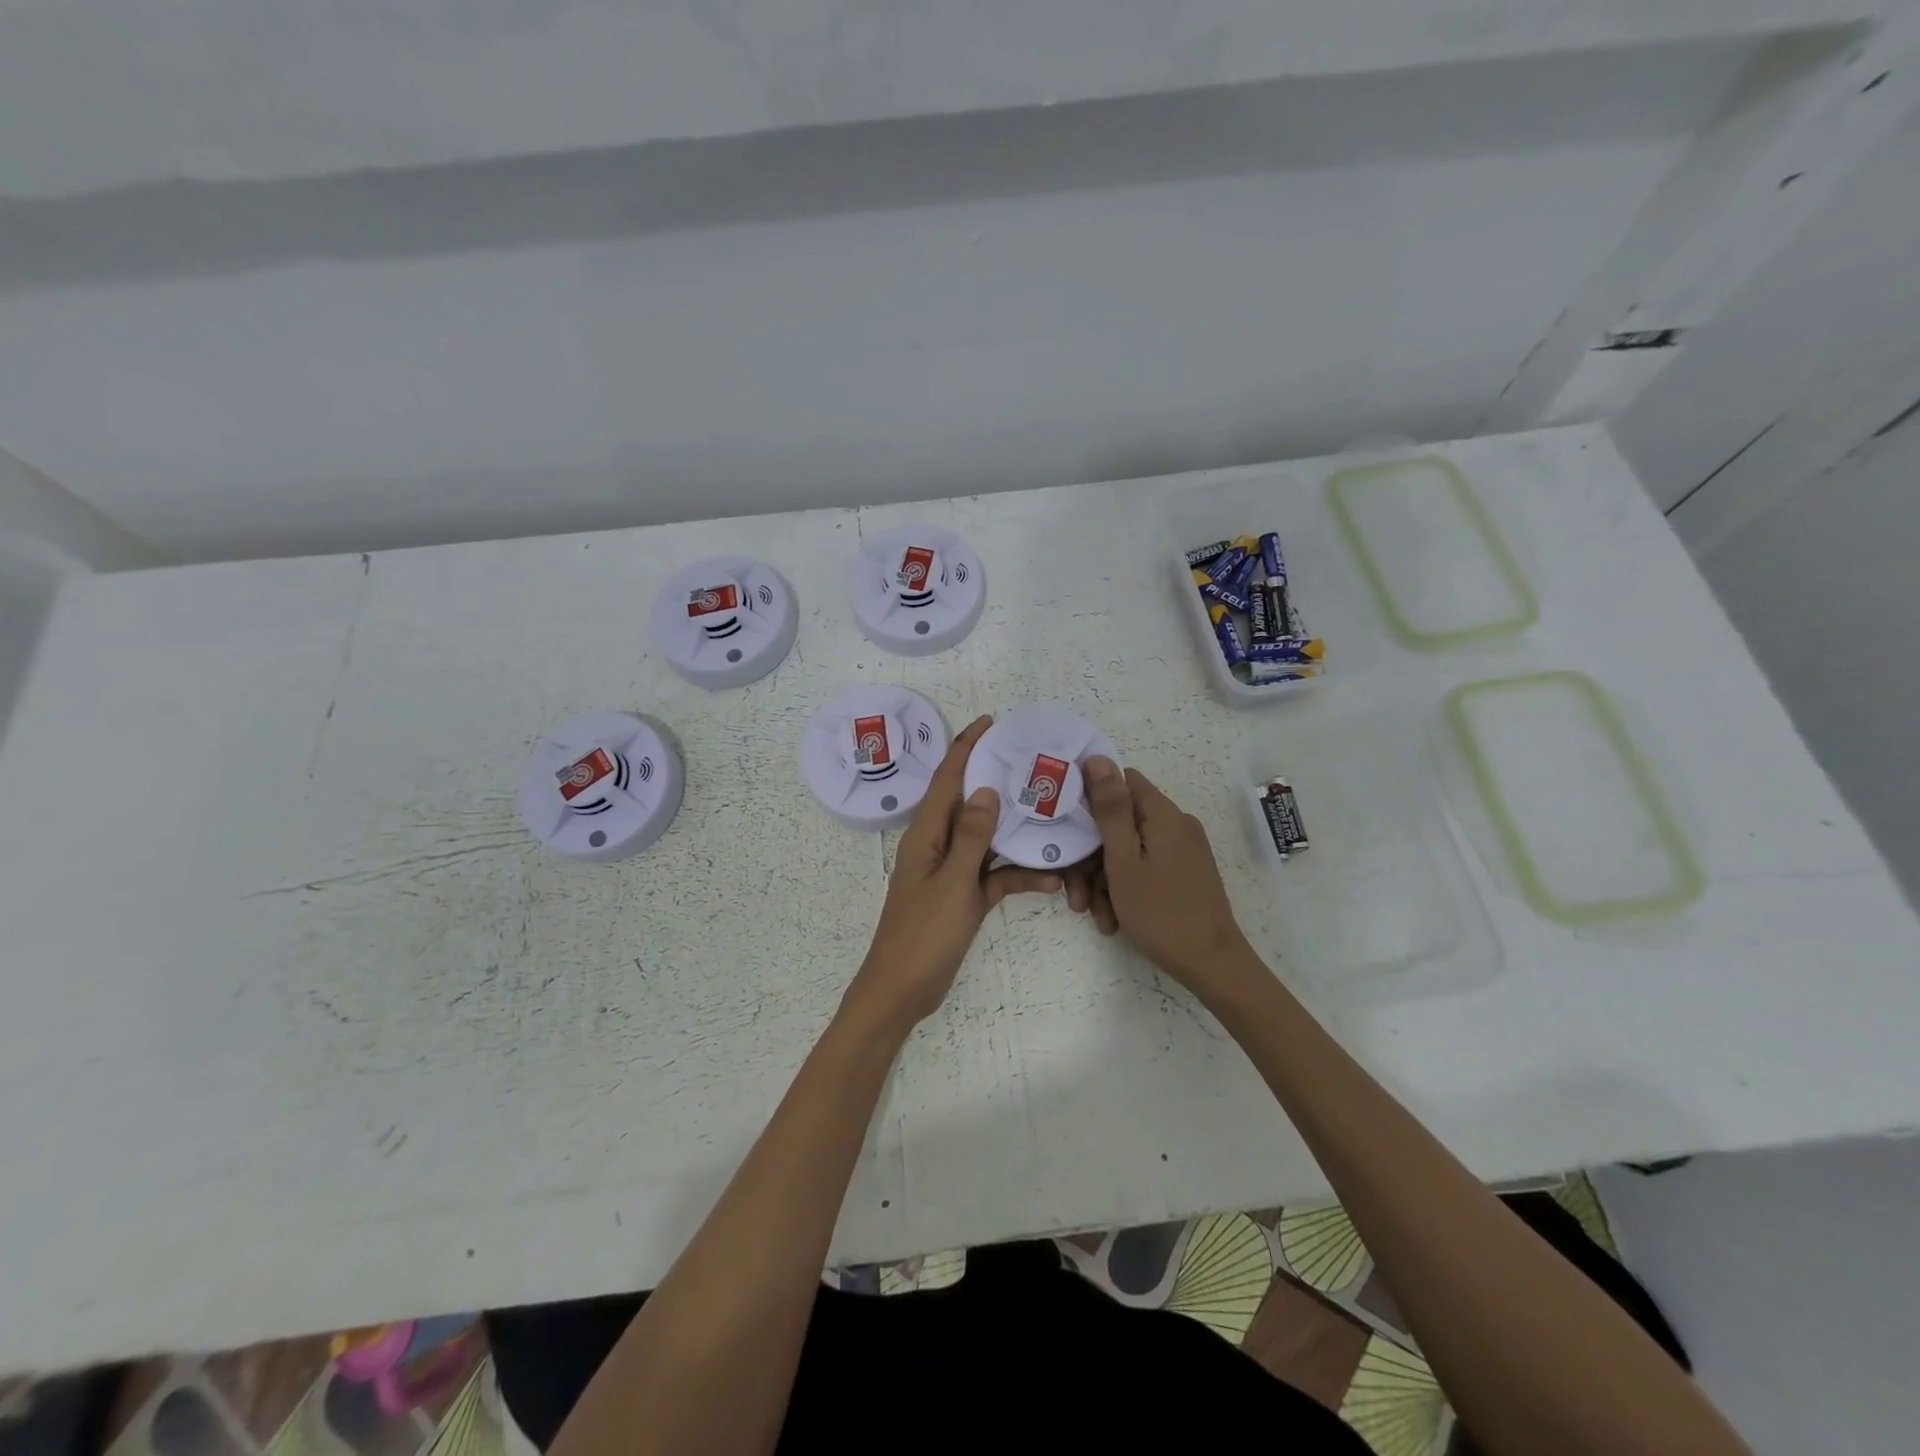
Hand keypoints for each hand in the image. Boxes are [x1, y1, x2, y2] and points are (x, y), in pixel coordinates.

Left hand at [842, 715, 1062, 1035]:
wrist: (904, 990)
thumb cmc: (923, 934)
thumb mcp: (953, 882)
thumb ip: (971, 836)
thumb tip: (984, 789)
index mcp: (926, 834)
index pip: (946, 779)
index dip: (965, 747)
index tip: (990, 722)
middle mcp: (938, 845)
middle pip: (969, 803)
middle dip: (996, 780)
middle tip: (1031, 762)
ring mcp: (952, 871)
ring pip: (987, 839)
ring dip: (1015, 831)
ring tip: (1051, 813)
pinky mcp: (964, 896)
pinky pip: (995, 876)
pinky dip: (1019, 876)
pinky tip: (1052, 881)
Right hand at [1079, 756, 1254, 1002]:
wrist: (1211, 965)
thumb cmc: (1161, 912)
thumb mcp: (1124, 860)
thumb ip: (1110, 808)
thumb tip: (1098, 757)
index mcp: (1163, 815)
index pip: (1121, 782)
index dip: (1091, 799)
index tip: (1068, 828)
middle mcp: (1176, 825)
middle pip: (1121, 824)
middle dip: (1092, 857)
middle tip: (1076, 894)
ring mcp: (1181, 851)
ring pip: (1128, 851)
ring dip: (1105, 881)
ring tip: (1096, 916)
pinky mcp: (1183, 873)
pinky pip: (1144, 869)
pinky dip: (1125, 890)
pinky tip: (1114, 921)